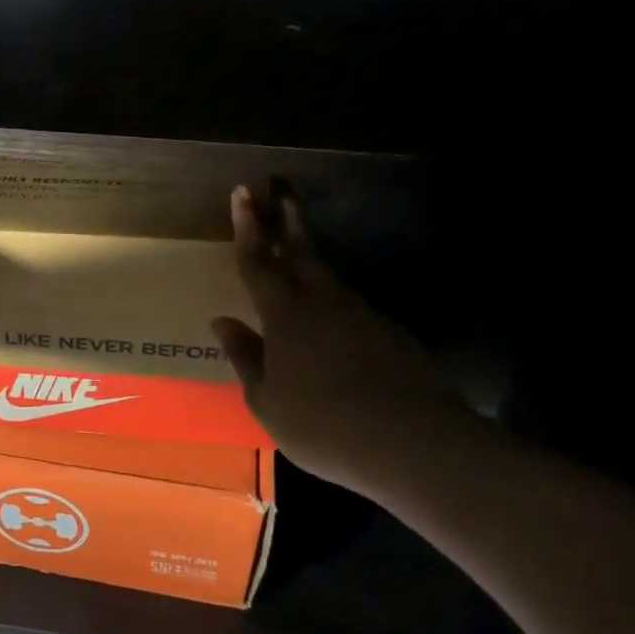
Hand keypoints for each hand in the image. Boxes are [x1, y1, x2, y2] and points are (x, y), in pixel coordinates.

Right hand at [211, 186, 478, 493]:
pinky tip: (330, 314)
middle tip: (277, 194)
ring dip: (309, 257)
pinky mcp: (389, 331)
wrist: (411, 441)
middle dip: (284, 222)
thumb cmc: (322, 424)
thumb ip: (244, 357)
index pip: (259, 262)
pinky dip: (332, 296)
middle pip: (300, 253)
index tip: (244, 192)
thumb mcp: (266, 400)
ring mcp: (361, 314)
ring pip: (327, 276)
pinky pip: (349, 304)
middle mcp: (322, 302)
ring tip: (296, 248)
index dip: (248, 228)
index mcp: (284, 314)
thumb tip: (223, 322)